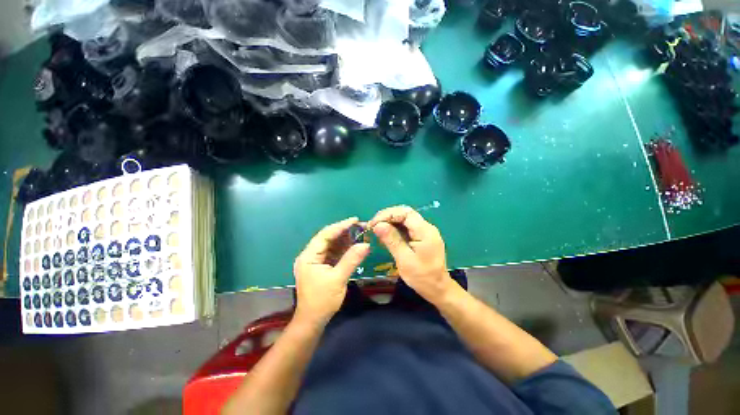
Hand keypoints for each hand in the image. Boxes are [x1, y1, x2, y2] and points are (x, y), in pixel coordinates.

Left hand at [293, 218, 369, 323]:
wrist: (313, 320)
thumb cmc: (322, 300)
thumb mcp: (338, 278)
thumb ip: (351, 259)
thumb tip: (366, 244)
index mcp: (309, 256)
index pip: (325, 235)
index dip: (340, 226)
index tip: (355, 220)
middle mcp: (310, 255)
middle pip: (327, 238)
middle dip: (344, 231)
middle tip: (360, 226)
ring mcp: (315, 260)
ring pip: (331, 245)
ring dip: (345, 239)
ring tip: (359, 234)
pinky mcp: (321, 266)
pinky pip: (333, 253)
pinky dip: (343, 249)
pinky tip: (353, 245)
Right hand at [368, 206, 453, 304]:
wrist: (437, 288)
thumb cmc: (422, 277)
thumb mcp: (404, 260)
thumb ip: (392, 240)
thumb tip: (378, 225)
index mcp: (425, 231)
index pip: (405, 212)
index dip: (388, 214)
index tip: (374, 223)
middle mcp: (426, 227)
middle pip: (405, 213)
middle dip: (387, 217)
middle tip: (372, 226)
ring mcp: (425, 231)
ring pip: (405, 219)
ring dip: (390, 222)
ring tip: (377, 230)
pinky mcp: (422, 236)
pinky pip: (407, 227)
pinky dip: (395, 229)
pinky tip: (386, 236)